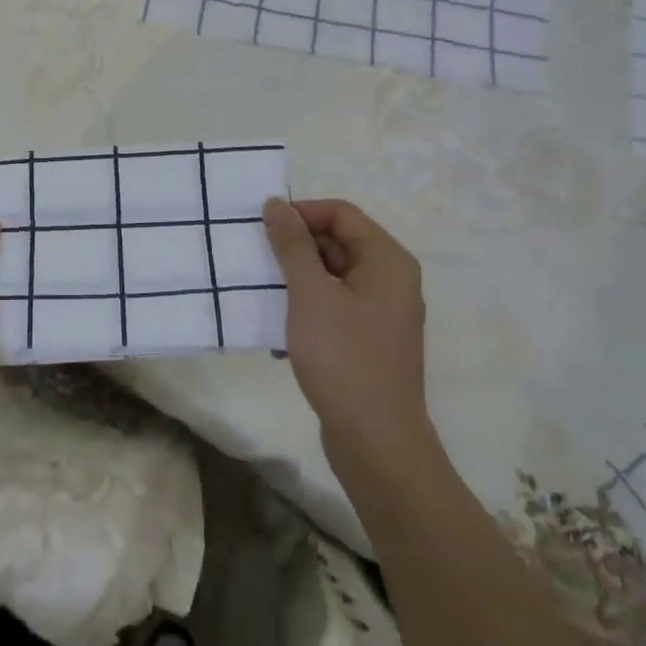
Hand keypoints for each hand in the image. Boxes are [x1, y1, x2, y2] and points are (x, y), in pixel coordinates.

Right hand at [262, 197, 433, 469]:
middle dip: (295, 247)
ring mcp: (381, 313)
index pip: (341, 213)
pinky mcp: (368, 341)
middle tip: (255, 260)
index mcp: (387, 261)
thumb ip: (292, 245)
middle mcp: (390, 280)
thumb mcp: (310, 293)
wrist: (375, 441)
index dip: (302, 213)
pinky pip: (333, 307)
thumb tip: (276, 203)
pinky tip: (277, 333)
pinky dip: (306, 309)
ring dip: (295, 279)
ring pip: (332, 277)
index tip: (263, 228)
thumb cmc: (343, 357)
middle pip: (337, 242)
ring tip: (260, 293)